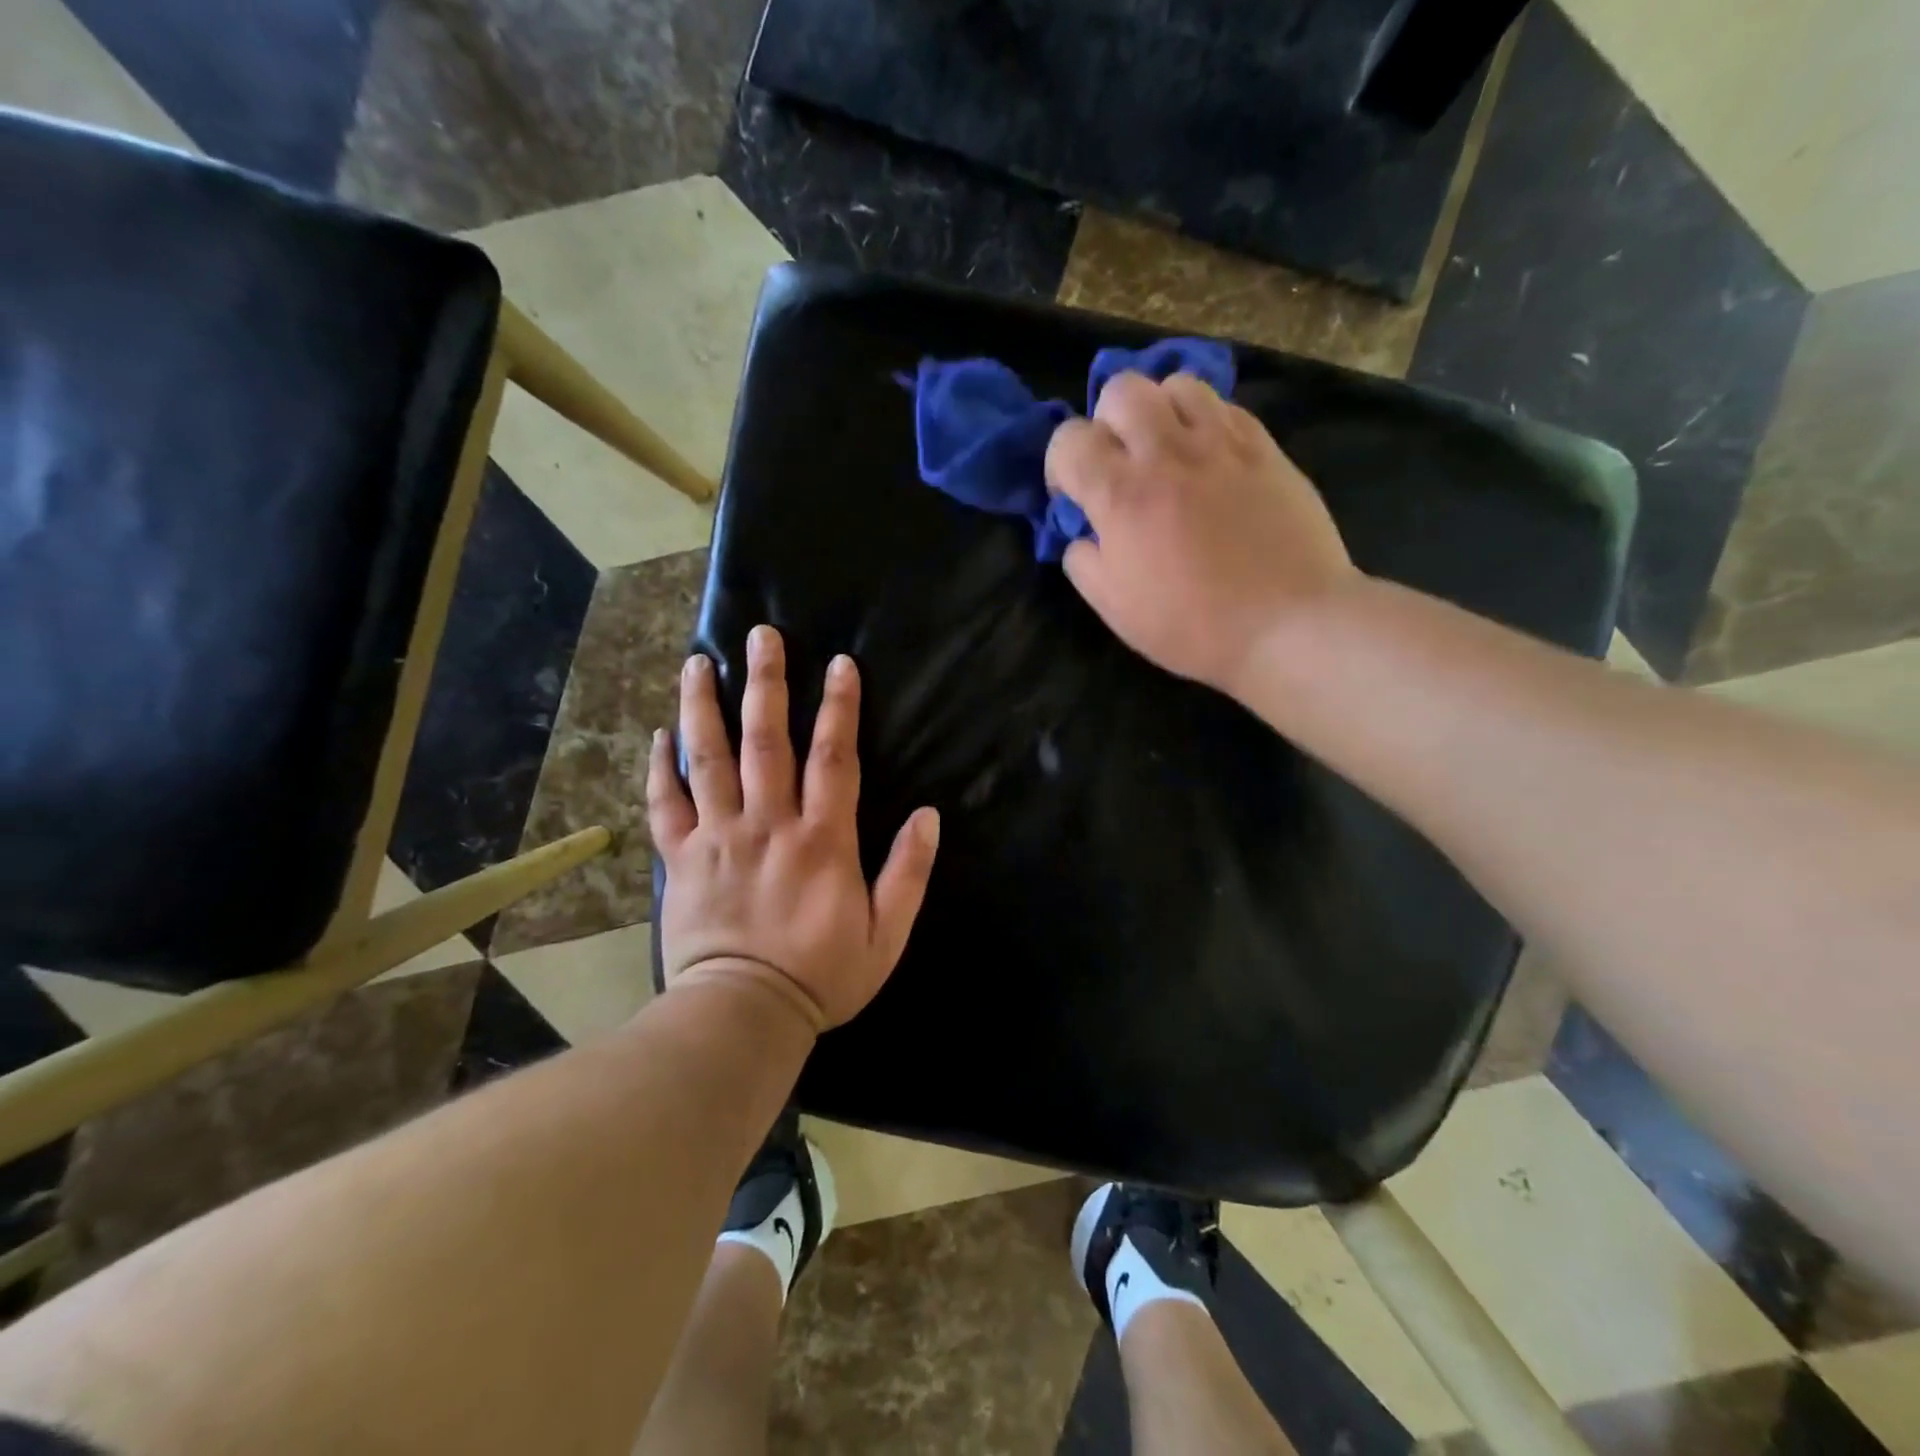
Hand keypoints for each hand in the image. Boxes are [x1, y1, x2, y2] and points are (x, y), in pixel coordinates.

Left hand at [647, 624, 940, 1029]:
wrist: (743, 1015)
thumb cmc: (822, 976)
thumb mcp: (885, 935)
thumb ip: (908, 873)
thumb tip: (928, 815)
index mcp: (821, 839)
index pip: (833, 757)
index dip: (839, 707)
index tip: (839, 663)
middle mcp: (767, 824)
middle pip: (766, 740)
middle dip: (766, 683)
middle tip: (761, 635)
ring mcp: (718, 838)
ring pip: (709, 759)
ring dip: (704, 706)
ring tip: (698, 661)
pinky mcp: (681, 859)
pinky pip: (666, 804)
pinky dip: (661, 767)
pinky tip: (660, 734)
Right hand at [1044, 371, 1357, 700]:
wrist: (1287, 623)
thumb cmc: (1192, 626)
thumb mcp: (1115, 610)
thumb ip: (1084, 563)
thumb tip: (1082, 535)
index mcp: (1121, 495)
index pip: (1069, 440)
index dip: (1060, 465)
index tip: (1074, 497)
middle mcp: (1167, 453)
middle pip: (1121, 390)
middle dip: (1107, 422)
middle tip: (1121, 464)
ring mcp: (1220, 443)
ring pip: (1177, 384)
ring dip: (1159, 411)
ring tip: (1167, 450)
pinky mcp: (1264, 446)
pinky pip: (1224, 406)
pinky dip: (1205, 422)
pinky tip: (1209, 459)